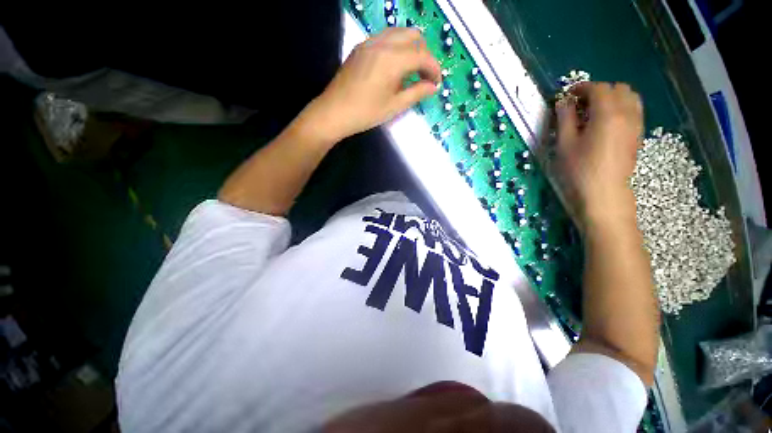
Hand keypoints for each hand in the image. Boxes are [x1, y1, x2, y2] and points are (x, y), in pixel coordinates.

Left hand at [305, 27, 441, 143]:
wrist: (334, 111)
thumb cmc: (365, 113)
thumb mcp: (394, 106)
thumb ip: (416, 93)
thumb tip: (433, 87)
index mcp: (392, 60)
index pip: (422, 55)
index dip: (434, 68)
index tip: (437, 82)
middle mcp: (382, 43)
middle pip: (414, 36)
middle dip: (424, 55)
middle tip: (424, 77)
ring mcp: (369, 42)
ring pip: (399, 34)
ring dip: (411, 49)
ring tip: (411, 72)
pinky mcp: (361, 47)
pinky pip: (386, 38)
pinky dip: (397, 48)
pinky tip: (395, 68)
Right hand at [555, 82, 642, 227]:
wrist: (603, 192)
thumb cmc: (579, 169)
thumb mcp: (565, 144)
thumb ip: (565, 119)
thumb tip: (564, 102)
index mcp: (608, 114)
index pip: (599, 88)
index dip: (582, 88)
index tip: (568, 95)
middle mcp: (627, 113)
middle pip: (618, 88)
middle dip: (599, 90)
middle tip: (581, 103)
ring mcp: (636, 124)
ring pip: (630, 97)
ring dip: (613, 97)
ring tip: (595, 110)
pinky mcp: (637, 134)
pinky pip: (634, 110)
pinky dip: (621, 107)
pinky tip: (607, 121)